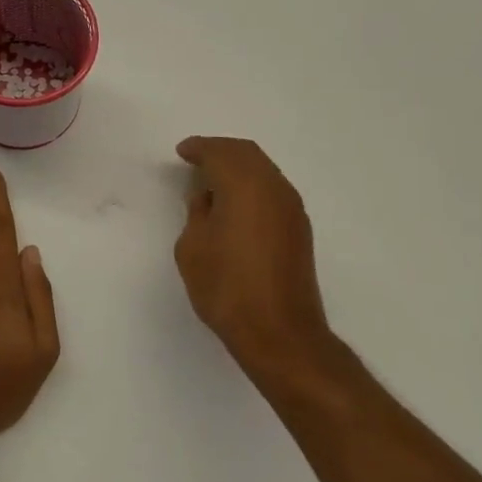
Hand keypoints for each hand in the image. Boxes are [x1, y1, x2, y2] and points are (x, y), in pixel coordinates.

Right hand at [174, 137, 335, 388]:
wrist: (279, 333)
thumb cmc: (227, 287)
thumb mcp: (193, 247)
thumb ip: (197, 213)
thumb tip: (208, 198)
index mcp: (245, 186)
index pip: (220, 152)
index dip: (199, 148)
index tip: (182, 151)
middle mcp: (274, 188)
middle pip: (247, 154)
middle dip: (220, 151)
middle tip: (196, 158)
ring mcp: (291, 209)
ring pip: (263, 170)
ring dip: (238, 168)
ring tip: (212, 181)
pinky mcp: (299, 229)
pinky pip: (272, 190)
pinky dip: (251, 186)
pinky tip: (234, 203)